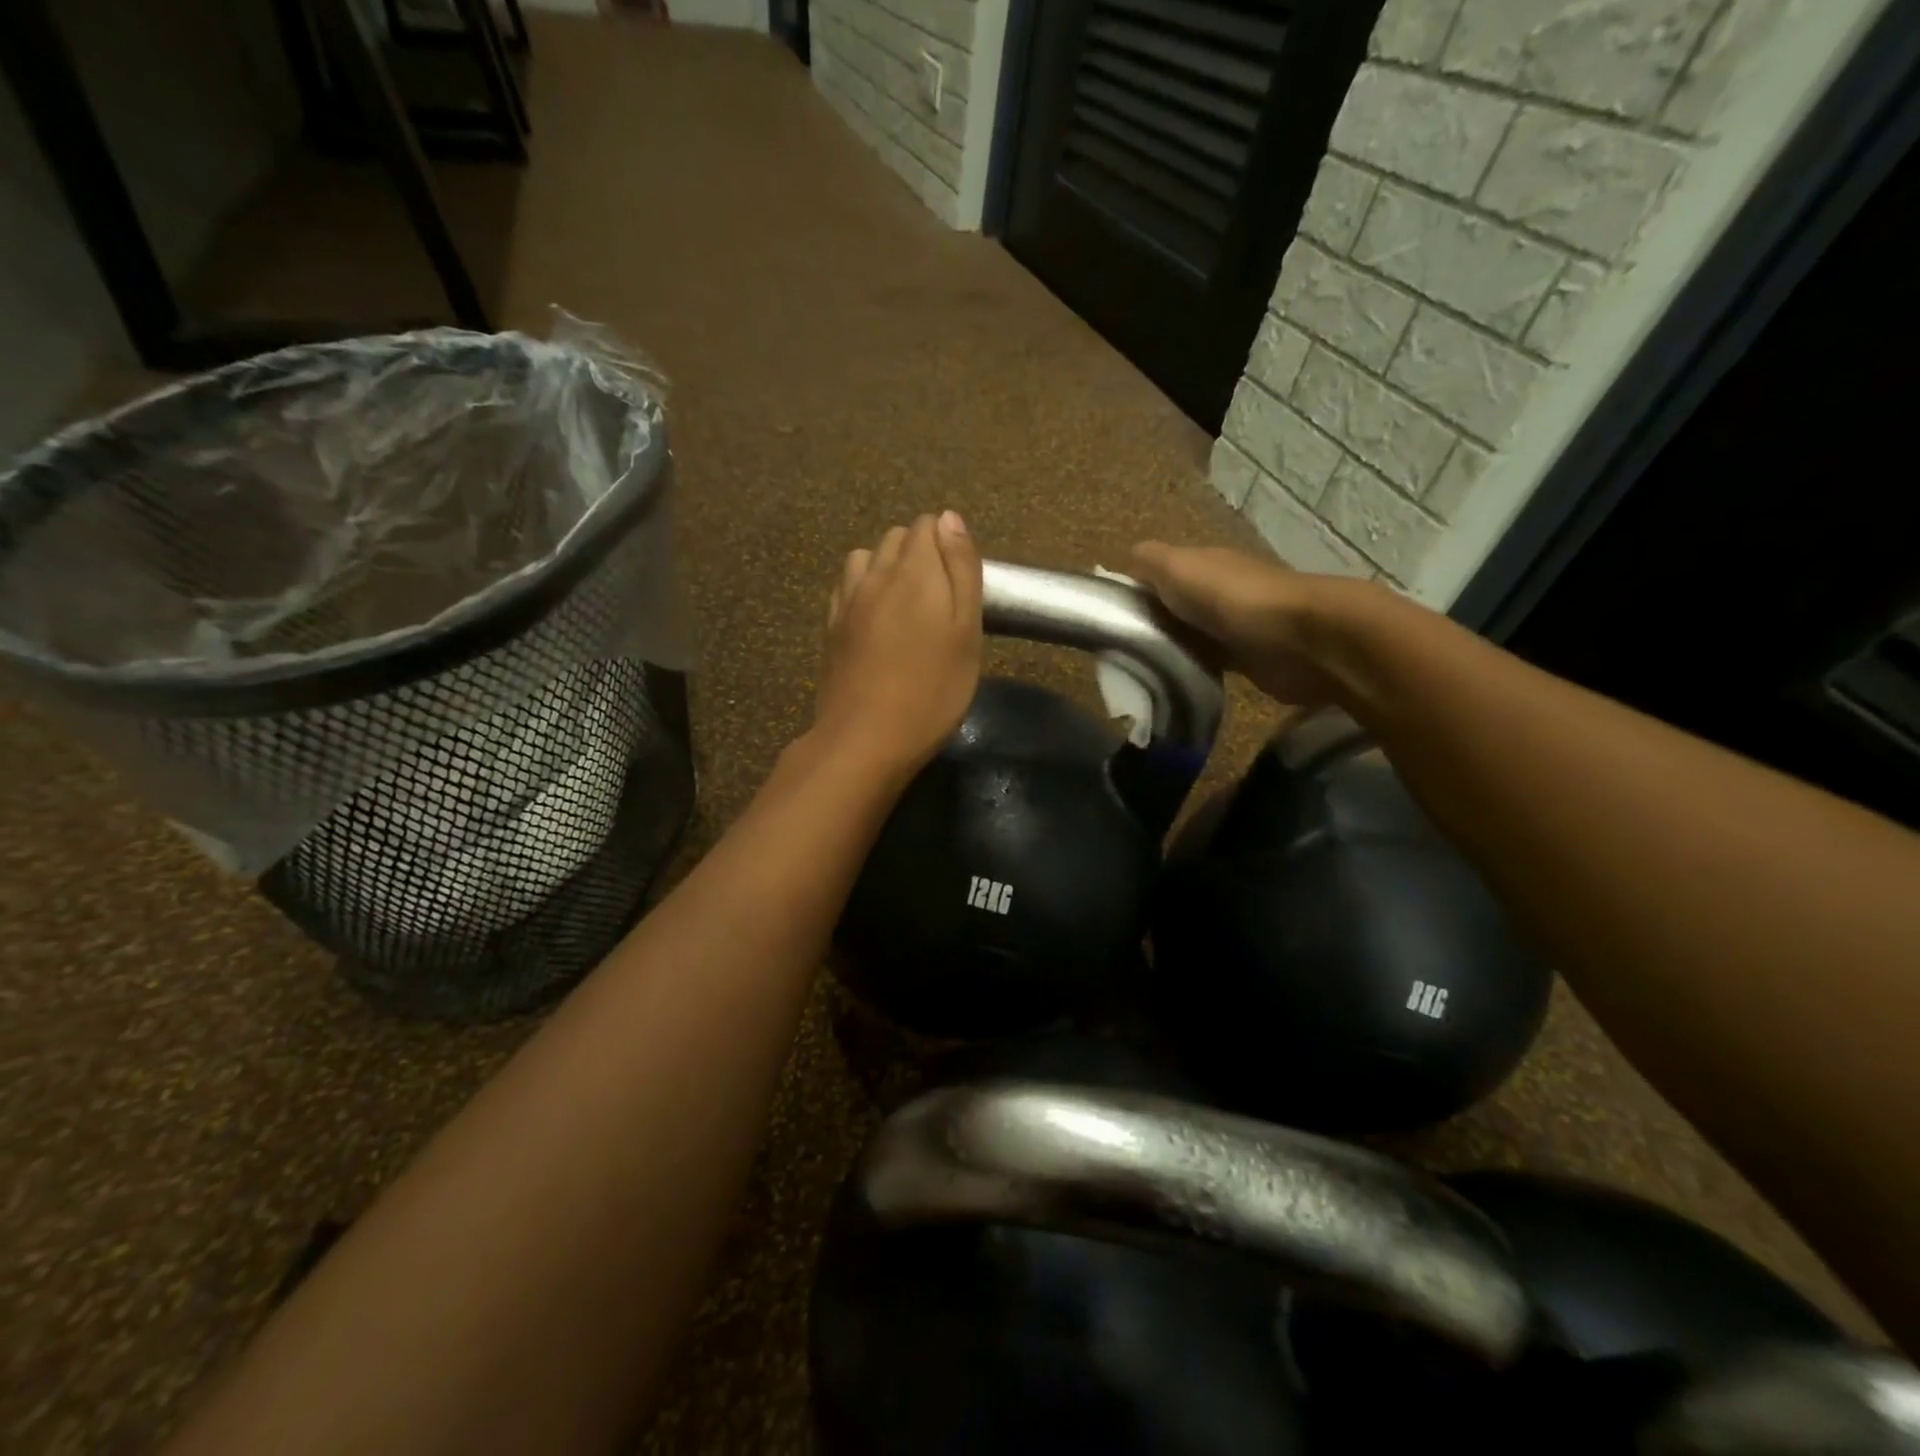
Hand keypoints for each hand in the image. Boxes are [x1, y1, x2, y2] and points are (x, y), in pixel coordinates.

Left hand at [814, 512, 982, 778]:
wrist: (866, 737)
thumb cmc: (933, 690)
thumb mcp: (967, 631)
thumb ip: (961, 569)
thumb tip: (950, 518)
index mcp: (915, 570)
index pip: (928, 525)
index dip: (947, 545)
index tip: (959, 583)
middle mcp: (875, 572)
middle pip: (897, 537)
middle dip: (920, 553)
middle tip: (940, 600)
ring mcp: (847, 599)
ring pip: (867, 558)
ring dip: (888, 567)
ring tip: (906, 606)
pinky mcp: (831, 625)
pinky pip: (847, 586)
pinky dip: (863, 589)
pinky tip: (875, 619)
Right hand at [1130, 542, 1357, 707]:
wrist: (1297, 640)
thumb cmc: (1230, 598)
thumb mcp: (1177, 567)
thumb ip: (1148, 562)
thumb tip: (1123, 561)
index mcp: (1202, 564)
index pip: (1159, 573)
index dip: (1133, 591)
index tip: (1106, 617)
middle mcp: (1218, 590)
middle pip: (1174, 605)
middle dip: (1149, 622)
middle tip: (1116, 650)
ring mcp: (1234, 625)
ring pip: (1189, 634)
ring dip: (1169, 648)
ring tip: (1137, 671)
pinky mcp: (1247, 660)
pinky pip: (1209, 661)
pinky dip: (1191, 668)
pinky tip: (1171, 681)